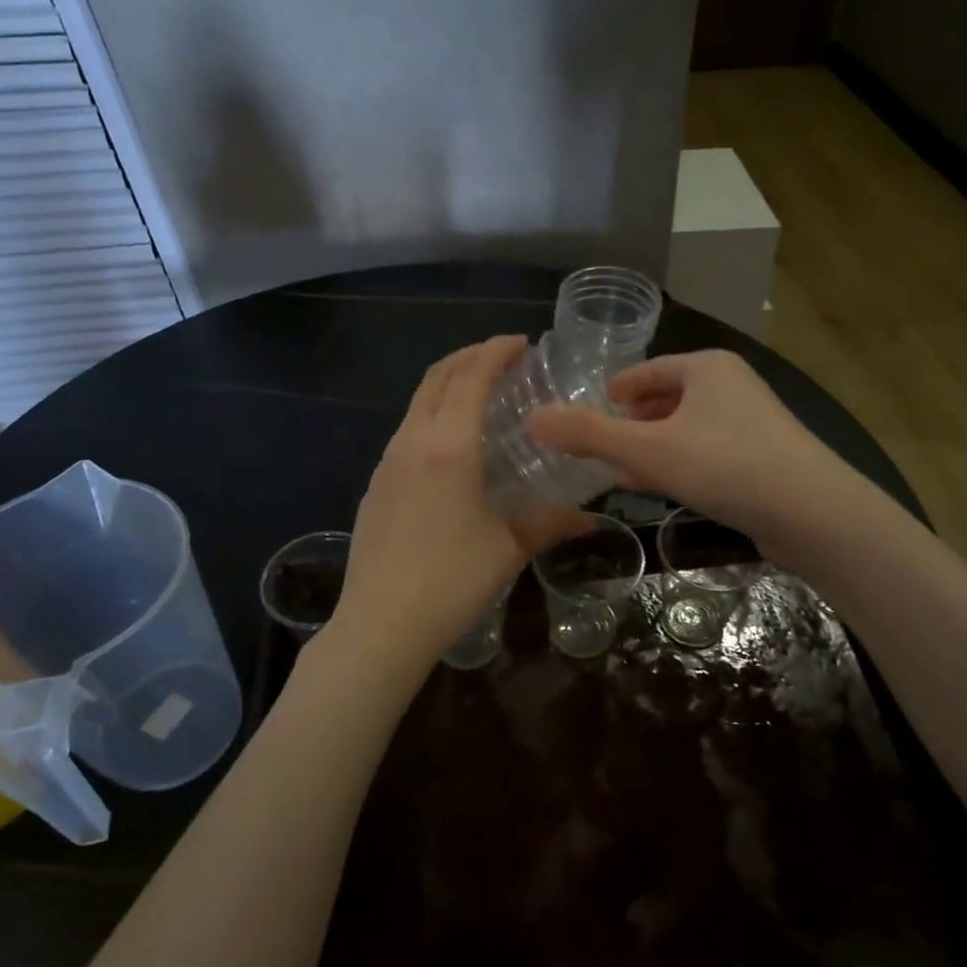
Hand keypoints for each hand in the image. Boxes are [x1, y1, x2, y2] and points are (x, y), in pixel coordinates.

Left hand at [331, 337, 589, 673]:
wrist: (380, 624)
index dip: (495, 351)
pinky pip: (407, 431)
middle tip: (503, 359)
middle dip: (469, 357)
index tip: (522, 342)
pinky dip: (432, 416)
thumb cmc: (451, 581)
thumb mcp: (508, 548)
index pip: (471, 377)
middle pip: (437, 378)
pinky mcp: (376, 484)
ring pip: (417, 403)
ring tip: (481, 396)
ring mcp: (387, 462)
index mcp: (448, 446)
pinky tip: (452, 445)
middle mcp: (413, 441)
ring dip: (448, 385)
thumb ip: (550, 524)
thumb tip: (590, 520)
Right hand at [525, 350, 854, 556]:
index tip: (592, 410)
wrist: (812, 513)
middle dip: (632, 422)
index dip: (617, 390)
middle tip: (599, 446)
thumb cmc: (726, 466)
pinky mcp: (764, 458)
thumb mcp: (648, 449)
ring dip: (654, 447)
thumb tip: (532, 419)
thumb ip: (589, 434)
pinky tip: (665, 489)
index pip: (647, 371)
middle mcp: (732, 386)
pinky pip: (708, 453)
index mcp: (706, 368)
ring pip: (687, 429)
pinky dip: (681, 464)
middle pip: (667, 399)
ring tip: (622, 470)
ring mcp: (752, 423)